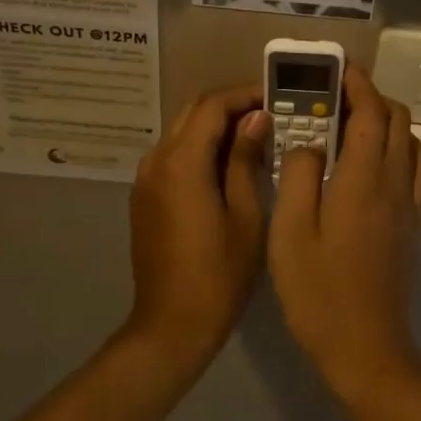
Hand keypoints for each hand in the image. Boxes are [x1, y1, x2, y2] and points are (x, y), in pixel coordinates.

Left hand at [128, 85, 269, 370]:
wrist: (172, 324)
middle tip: (269, 115)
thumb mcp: (245, 215)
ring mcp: (145, 180)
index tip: (276, 98)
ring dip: (214, 127)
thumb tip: (256, 119)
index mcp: (181, 164)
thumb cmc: (219, 274)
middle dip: (229, 107)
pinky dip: (200, 148)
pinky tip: (228, 165)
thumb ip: (246, 160)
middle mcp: (156, 162)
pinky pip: (173, 156)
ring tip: (254, 138)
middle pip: (192, 113)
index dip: (244, 95)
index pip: (212, 107)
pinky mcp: (145, 197)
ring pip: (181, 133)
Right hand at [269, 66, 420, 396]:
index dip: (358, 85)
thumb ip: (299, 176)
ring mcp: (409, 205)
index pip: (371, 113)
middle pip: (398, 120)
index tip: (339, 70)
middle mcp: (395, 183)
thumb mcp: (290, 231)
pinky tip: (374, 165)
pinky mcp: (412, 225)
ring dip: (387, 122)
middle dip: (372, 97)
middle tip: (336, 98)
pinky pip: (416, 169)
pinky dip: (400, 150)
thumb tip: (311, 143)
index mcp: (364, 179)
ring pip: (411, 142)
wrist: (366, 348)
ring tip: (352, 127)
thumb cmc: (319, 291)